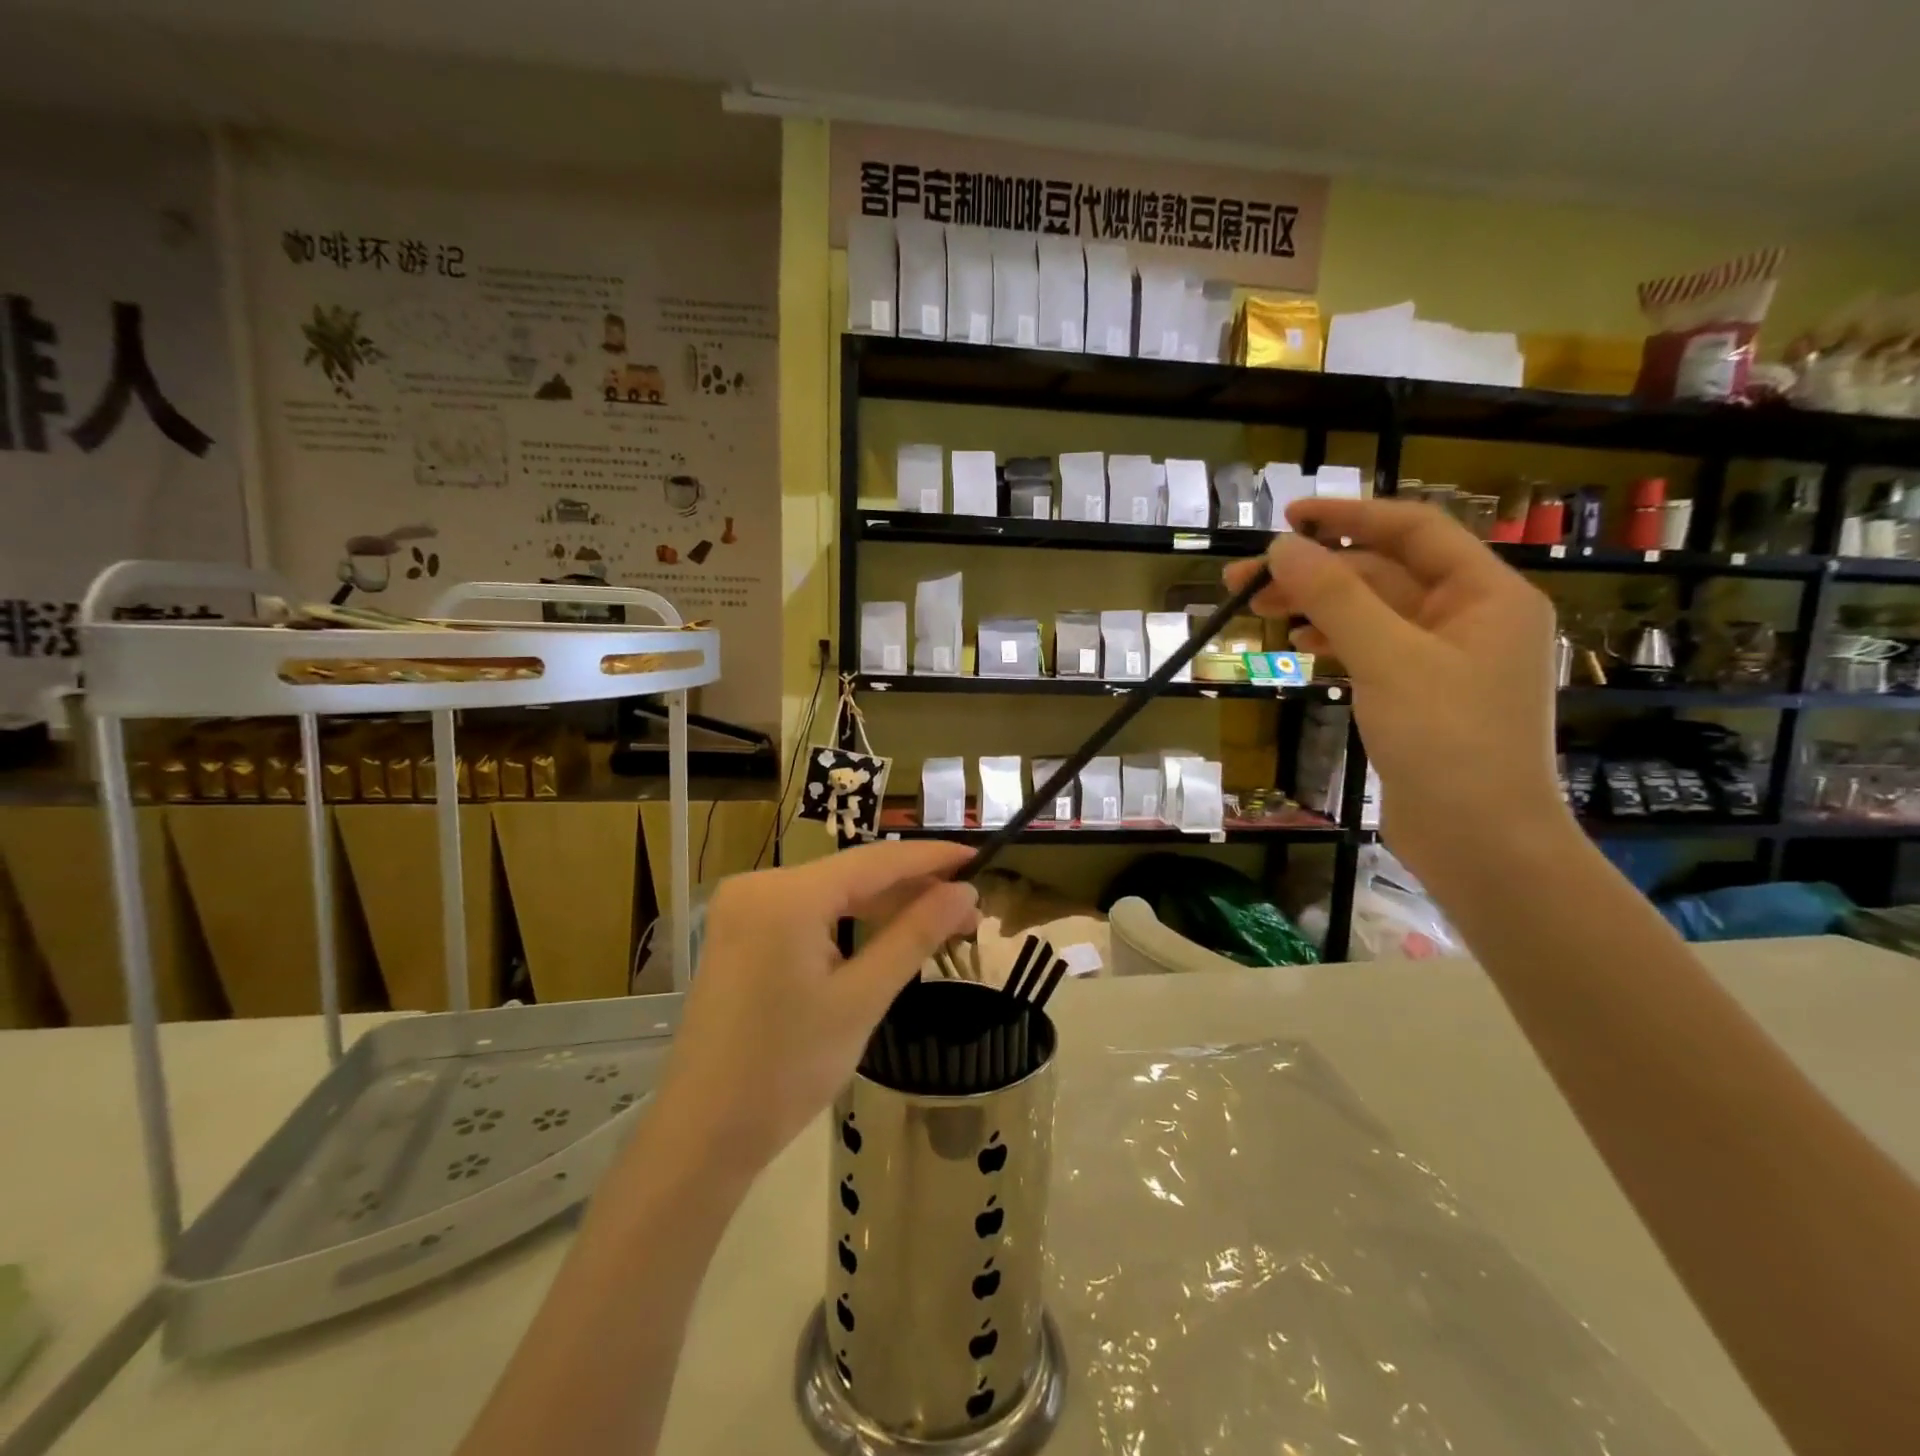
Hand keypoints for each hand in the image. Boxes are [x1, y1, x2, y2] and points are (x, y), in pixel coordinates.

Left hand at [649, 842, 978, 1178]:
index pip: (875, 862)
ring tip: (941, 923)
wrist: (704, 1133)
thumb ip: (915, 935)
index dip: (930, 858)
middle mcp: (759, 885)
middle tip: (969, 911)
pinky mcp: (741, 931)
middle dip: (912, 889)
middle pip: (853, 875)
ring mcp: (745, 907)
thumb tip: (966, 892)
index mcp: (786, 895)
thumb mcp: (862, 999)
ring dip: (884, 906)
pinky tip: (887, 933)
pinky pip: (809, 911)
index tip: (979, 858)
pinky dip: (850, 921)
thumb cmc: (787, 1070)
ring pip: (832, 892)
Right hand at [1224, 498, 1568, 890]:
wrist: (1481, 843)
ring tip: (1257, 610)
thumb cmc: (1448, 743)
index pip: (1414, 530)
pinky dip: (1333, 640)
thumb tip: (1283, 547)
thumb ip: (1336, 597)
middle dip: (1315, 572)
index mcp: (1486, 595)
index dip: (1349, 516)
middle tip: (1243, 580)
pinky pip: (1372, 649)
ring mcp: (1445, 659)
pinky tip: (1298, 643)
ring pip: (1371, 613)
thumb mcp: (1387, 660)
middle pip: (1383, 573)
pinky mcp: (1421, 695)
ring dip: (1316, 605)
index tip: (1287, 519)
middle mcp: (1470, 617)